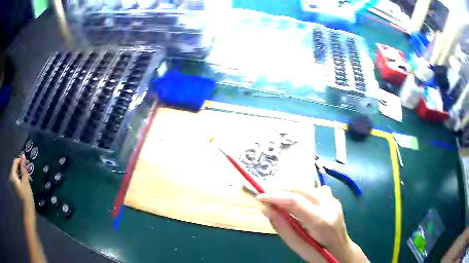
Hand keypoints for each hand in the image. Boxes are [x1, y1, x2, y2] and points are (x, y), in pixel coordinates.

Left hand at [10, 155, 34, 219]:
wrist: (27, 216)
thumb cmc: (27, 199)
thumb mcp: (26, 182)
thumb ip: (23, 168)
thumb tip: (23, 155)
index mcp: (12, 175)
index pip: (15, 162)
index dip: (21, 161)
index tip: (28, 164)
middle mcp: (11, 178)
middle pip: (16, 168)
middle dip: (22, 169)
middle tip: (30, 174)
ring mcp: (12, 184)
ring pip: (17, 174)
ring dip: (22, 175)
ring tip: (29, 181)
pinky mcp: (15, 189)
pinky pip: (17, 180)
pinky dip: (21, 180)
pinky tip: (26, 186)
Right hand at [257, 186, 367, 262]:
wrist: (342, 251)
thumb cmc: (318, 254)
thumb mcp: (298, 246)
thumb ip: (282, 227)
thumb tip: (266, 208)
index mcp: (321, 222)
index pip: (295, 201)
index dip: (275, 196)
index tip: (259, 197)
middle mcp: (329, 206)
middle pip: (301, 188)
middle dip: (280, 189)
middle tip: (265, 197)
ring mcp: (333, 200)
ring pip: (306, 187)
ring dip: (290, 191)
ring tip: (278, 202)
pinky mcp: (333, 199)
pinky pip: (313, 190)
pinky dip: (301, 194)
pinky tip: (298, 204)